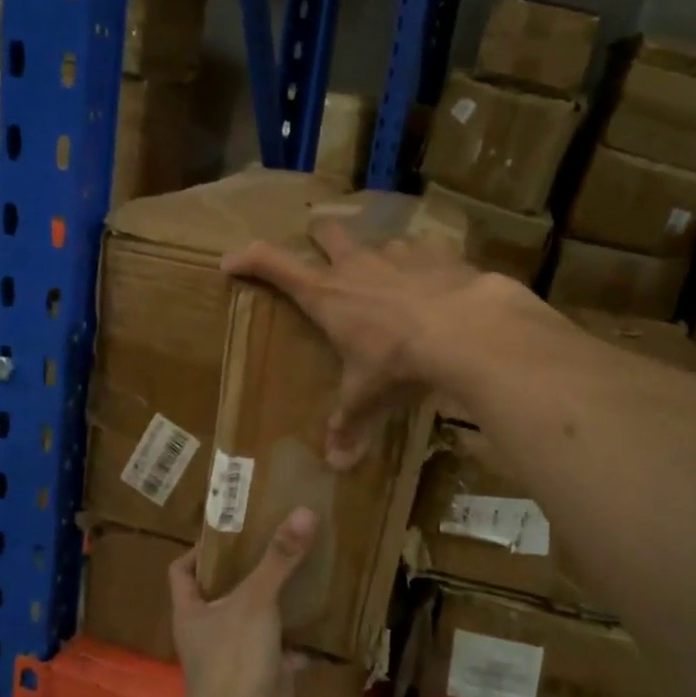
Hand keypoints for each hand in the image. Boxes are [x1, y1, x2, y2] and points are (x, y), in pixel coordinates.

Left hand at [167, 507, 315, 696]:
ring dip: (276, 602)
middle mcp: (209, 631)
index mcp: (192, 611)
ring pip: (256, 619)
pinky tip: (323, 618)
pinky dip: (301, 638)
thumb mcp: (256, 600)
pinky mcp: (264, 674)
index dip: (199, 550)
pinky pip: (284, 649)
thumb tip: (304, 511)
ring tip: (301, 570)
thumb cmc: (233, 658)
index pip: (182, 570)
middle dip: (248, 571)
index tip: (230, 531)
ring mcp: (236, 655)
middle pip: (224, 592)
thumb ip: (279, 558)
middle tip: (276, 541)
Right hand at [223, 217, 510, 466]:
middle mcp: (357, 266)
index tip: (231, 261)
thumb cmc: (399, 363)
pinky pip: (429, 250)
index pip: (275, 266)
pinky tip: (441, 284)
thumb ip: (350, 425)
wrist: (464, 331)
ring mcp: (399, 253)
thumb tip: (338, 465)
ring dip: (382, 259)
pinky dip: (430, 265)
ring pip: (381, 243)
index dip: (249, 259)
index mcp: (328, 296)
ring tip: (395, 284)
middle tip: (325, 249)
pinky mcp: (439, 252)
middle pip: (328, 232)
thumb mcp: (368, 397)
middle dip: (321, 236)